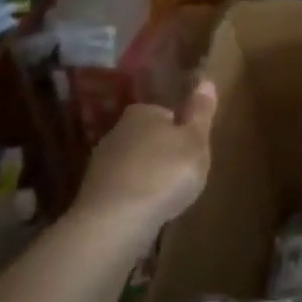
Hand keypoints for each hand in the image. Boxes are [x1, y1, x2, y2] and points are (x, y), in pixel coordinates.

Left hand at [77, 80, 218, 232]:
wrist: (115, 221)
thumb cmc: (164, 173)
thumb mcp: (195, 141)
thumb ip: (200, 112)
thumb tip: (206, 81)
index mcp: (142, 113)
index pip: (166, 114)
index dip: (181, 131)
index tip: (193, 150)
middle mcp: (117, 132)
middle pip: (148, 138)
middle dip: (163, 153)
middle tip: (184, 173)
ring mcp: (101, 164)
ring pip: (134, 164)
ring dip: (148, 176)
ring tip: (168, 196)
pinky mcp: (94, 194)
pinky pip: (123, 189)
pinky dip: (135, 196)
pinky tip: (148, 211)